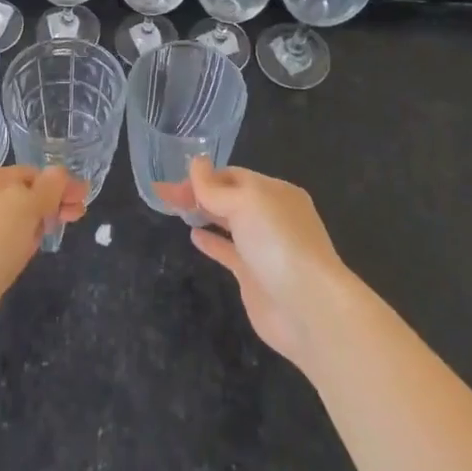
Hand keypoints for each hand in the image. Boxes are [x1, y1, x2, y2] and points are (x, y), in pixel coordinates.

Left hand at [0, 164, 86, 365]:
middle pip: (22, 197)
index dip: (57, 182)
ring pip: (15, 223)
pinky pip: (7, 247)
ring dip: (38, 223)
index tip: (83, 197)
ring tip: (58, 230)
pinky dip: (23, 246)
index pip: (27, 173)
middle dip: (51, 201)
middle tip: (78, 214)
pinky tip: (32, 253)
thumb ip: (48, 187)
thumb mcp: (24, 206)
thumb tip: (60, 175)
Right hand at [157, 158, 349, 367]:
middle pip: (229, 197)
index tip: (173, 181)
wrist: (308, 307)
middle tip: (163, 194)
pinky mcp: (254, 276)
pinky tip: (193, 237)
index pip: (233, 175)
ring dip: (204, 213)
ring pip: (228, 222)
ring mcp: (263, 247)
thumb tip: (195, 163)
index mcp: (274, 192)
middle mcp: (270, 216)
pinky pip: (228, 251)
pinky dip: (211, 242)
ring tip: (175, 209)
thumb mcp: (245, 202)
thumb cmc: (278, 243)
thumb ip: (215, 187)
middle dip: (198, 193)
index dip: (203, 176)